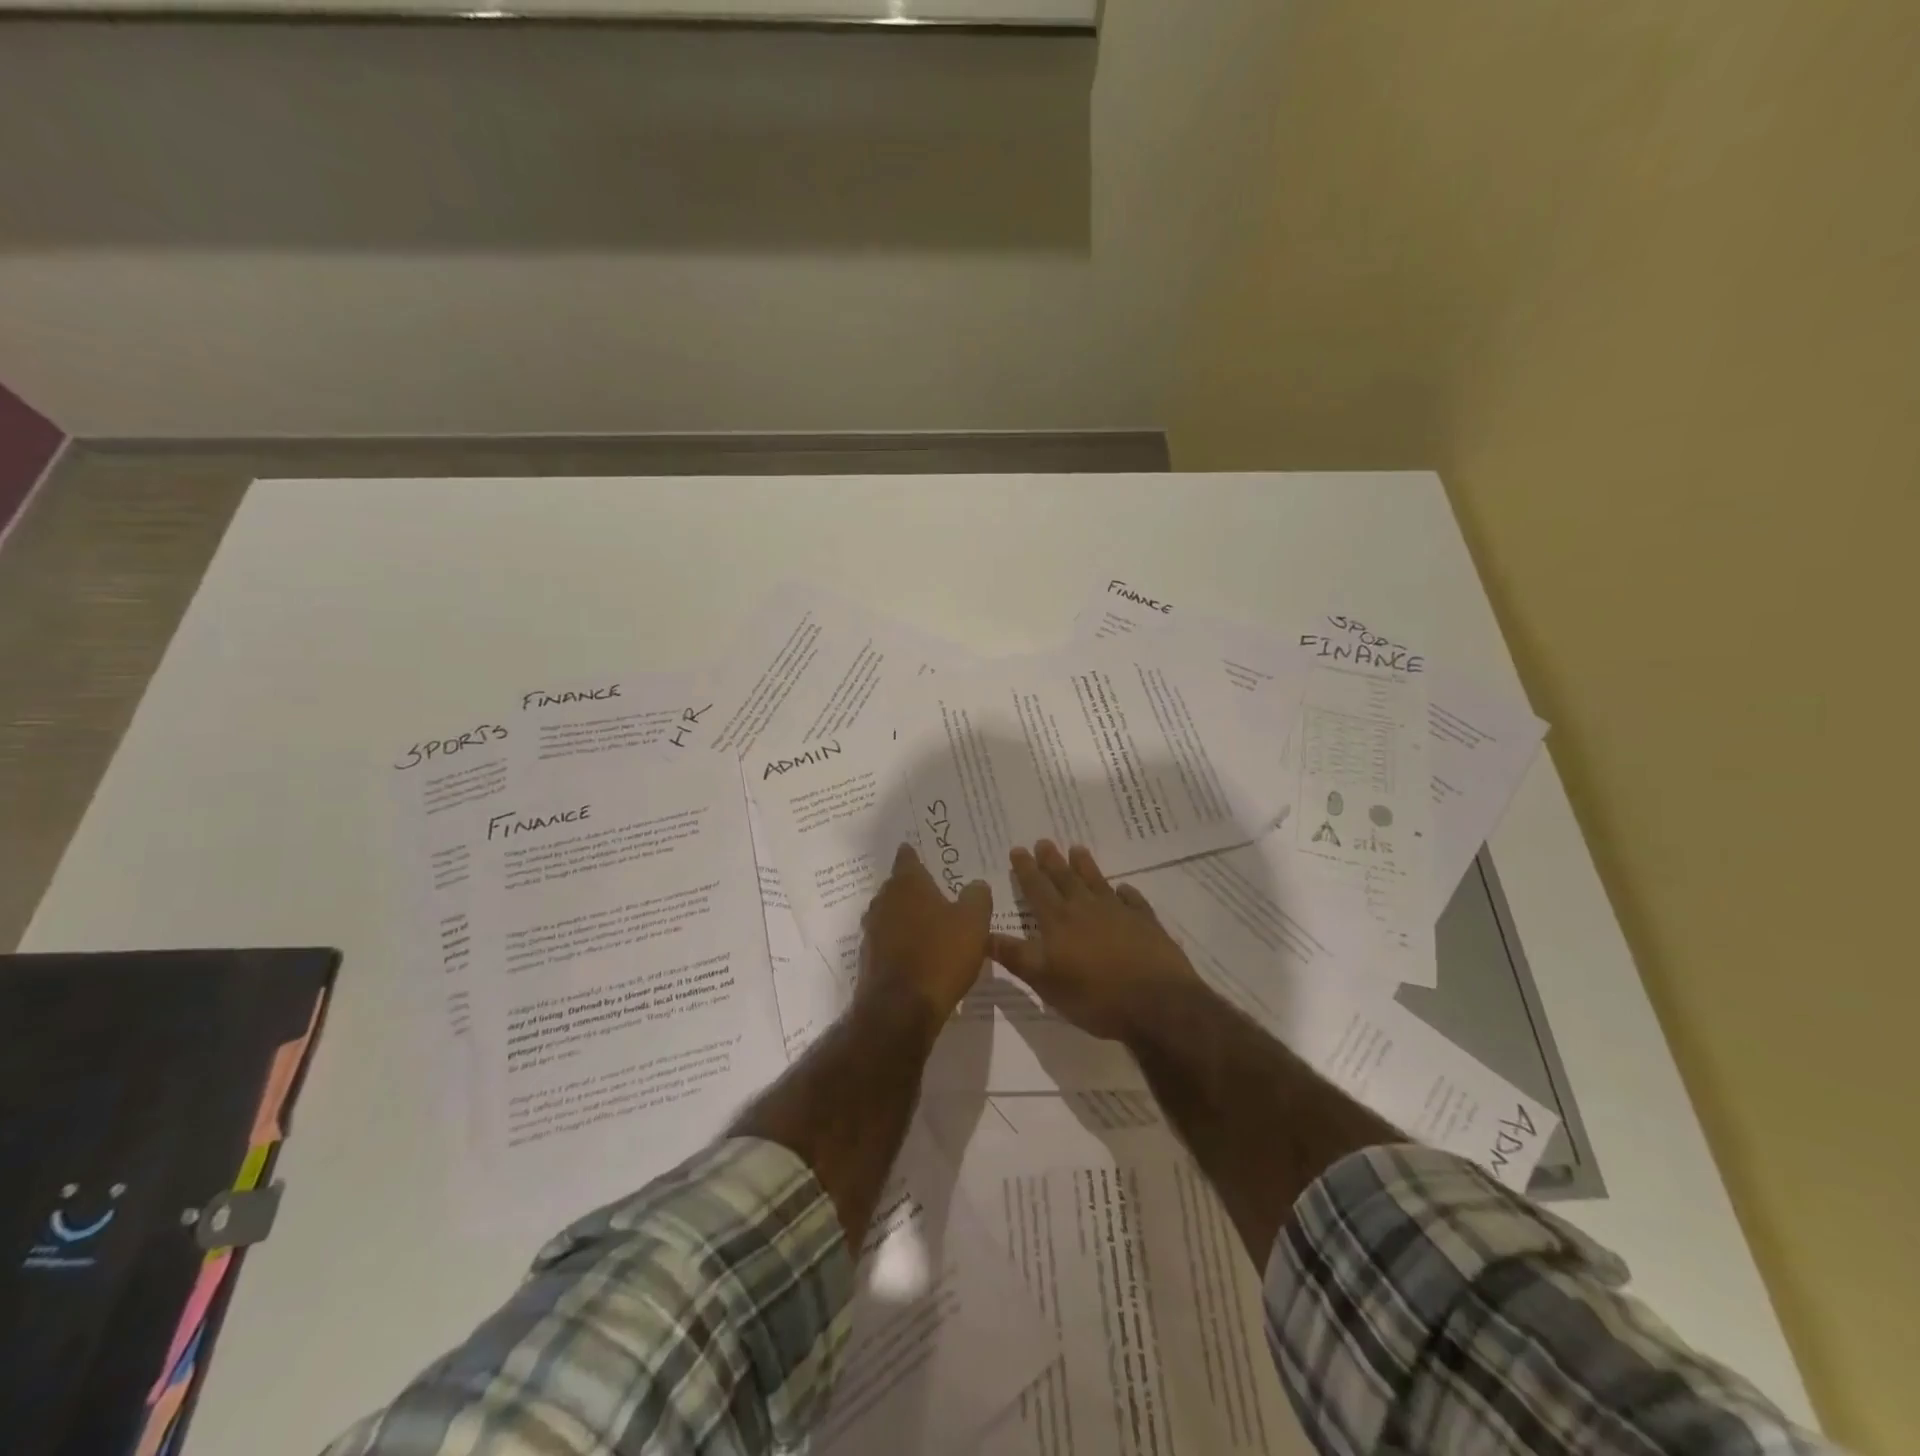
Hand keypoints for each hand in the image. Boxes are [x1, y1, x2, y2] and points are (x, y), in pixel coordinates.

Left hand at [857, 843, 991, 1030]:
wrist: (901, 1008)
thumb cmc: (941, 955)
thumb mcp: (974, 922)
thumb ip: (977, 897)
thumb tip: (976, 884)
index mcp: (908, 884)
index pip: (907, 858)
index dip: (914, 854)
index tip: (919, 851)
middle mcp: (884, 901)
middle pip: (897, 886)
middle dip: (912, 887)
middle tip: (933, 890)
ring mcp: (872, 931)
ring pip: (889, 913)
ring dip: (905, 915)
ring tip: (927, 922)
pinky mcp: (869, 959)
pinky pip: (887, 940)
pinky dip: (899, 941)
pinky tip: (916, 952)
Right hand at [988, 840, 1201, 1042]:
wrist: (1157, 1004)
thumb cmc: (1094, 996)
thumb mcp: (1045, 982)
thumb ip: (1015, 956)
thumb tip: (982, 934)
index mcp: (1059, 922)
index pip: (1037, 889)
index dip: (1026, 870)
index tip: (1018, 849)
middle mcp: (1086, 909)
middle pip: (1065, 879)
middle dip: (1051, 861)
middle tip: (1044, 841)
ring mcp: (1119, 913)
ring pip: (1097, 882)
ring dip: (1085, 866)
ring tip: (1077, 849)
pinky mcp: (1146, 924)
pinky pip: (1133, 901)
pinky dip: (1126, 893)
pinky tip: (1124, 889)